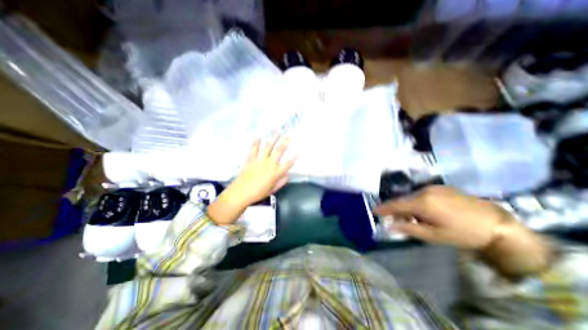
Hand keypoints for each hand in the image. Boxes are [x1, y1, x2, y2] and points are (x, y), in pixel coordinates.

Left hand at [209, 135, 295, 224]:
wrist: (241, 193)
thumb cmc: (258, 193)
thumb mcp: (272, 190)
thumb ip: (281, 182)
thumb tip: (287, 175)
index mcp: (275, 173)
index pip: (288, 163)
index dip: (295, 157)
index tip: (301, 151)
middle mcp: (269, 164)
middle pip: (279, 151)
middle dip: (285, 142)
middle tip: (289, 136)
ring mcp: (259, 160)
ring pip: (267, 147)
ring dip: (273, 139)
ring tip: (277, 132)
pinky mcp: (250, 159)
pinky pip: (254, 148)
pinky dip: (256, 142)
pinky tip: (259, 137)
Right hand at [374, 186, 515, 249]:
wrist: (497, 224)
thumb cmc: (463, 233)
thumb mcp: (434, 236)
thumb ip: (409, 229)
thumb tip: (390, 226)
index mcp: (422, 203)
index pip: (396, 205)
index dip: (384, 208)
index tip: (374, 211)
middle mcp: (425, 191)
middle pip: (403, 200)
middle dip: (397, 209)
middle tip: (395, 219)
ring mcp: (434, 187)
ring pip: (412, 196)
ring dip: (408, 205)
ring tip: (414, 217)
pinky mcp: (441, 187)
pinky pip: (422, 193)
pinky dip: (418, 201)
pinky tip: (426, 210)